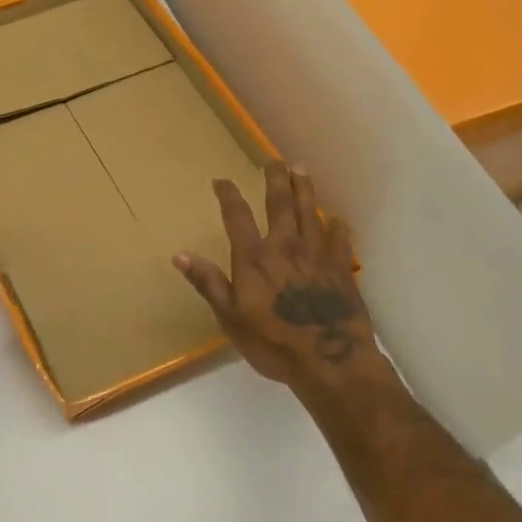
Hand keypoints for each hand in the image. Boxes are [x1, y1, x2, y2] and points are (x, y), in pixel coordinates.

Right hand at [173, 162, 386, 390]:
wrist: (330, 361)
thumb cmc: (273, 343)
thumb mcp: (230, 317)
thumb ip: (209, 283)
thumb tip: (180, 254)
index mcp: (254, 258)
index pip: (237, 216)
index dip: (228, 195)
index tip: (222, 179)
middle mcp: (285, 247)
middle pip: (280, 203)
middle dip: (275, 179)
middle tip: (273, 160)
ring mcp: (317, 255)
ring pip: (311, 212)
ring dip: (305, 189)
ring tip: (302, 170)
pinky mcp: (341, 268)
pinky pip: (340, 238)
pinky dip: (337, 226)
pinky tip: (336, 219)